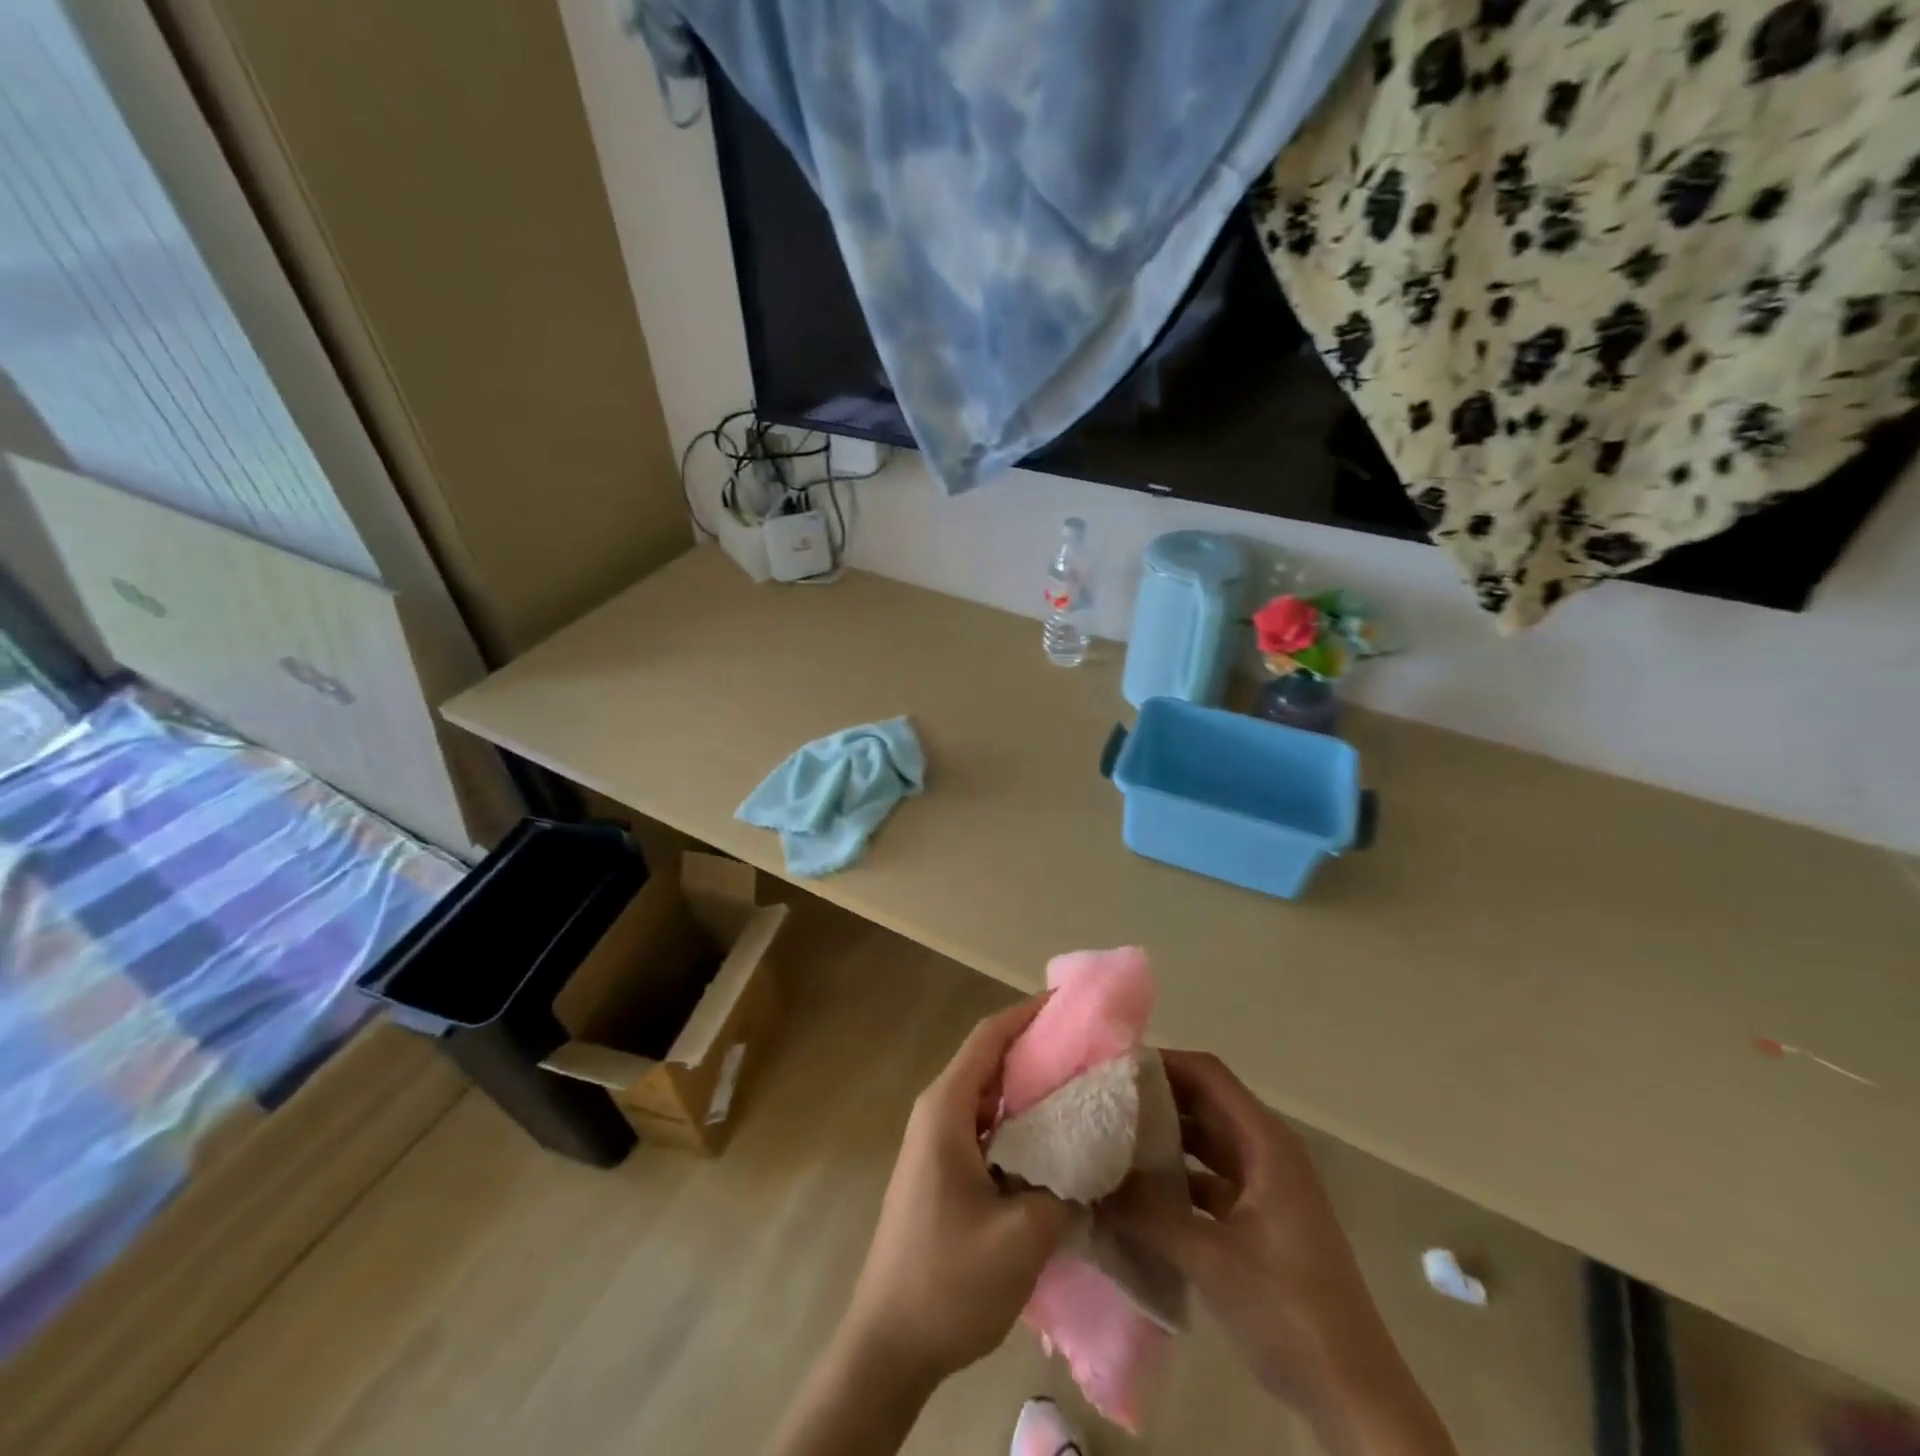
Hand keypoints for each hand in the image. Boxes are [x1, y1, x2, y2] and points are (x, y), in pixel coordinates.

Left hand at [842, 996, 1073, 1384]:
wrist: (888, 1345)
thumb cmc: (948, 1282)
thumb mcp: (1021, 1237)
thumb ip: (1066, 1186)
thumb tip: (1097, 1155)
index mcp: (946, 1109)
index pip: (990, 1037)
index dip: (1029, 1014)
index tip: (1074, 1005)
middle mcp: (938, 1112)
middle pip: (991, 1060)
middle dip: (1040, 1049)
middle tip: (1093, 1049)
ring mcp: (938, 1142)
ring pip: (991, 1094)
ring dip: (1032, 1087)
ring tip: (1085, 1087)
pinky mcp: (944, 1169)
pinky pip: (988, 1125)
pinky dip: (1022, 1120)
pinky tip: (1059, 1139)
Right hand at [1109, 1051, 1453, 1455]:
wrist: (1354, 1394)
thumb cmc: (1289, 1310)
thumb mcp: (1211, 1259)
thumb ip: (1148, 1215)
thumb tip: (1090, 1181)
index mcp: (1266, 1143)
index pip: (1207, 1074)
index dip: (1162, 1063)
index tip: (1112, 1068)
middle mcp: (1266, 1151)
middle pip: (1205, 1102)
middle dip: (1155, 1098)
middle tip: (1101, 1101)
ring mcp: (1265, 1186)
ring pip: (1206, 1140)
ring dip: (1164, 1137)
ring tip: (1111, 1138)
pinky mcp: (1260, 1218)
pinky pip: (1210, 1178)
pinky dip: (1178, 1176)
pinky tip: (1139, 1190)